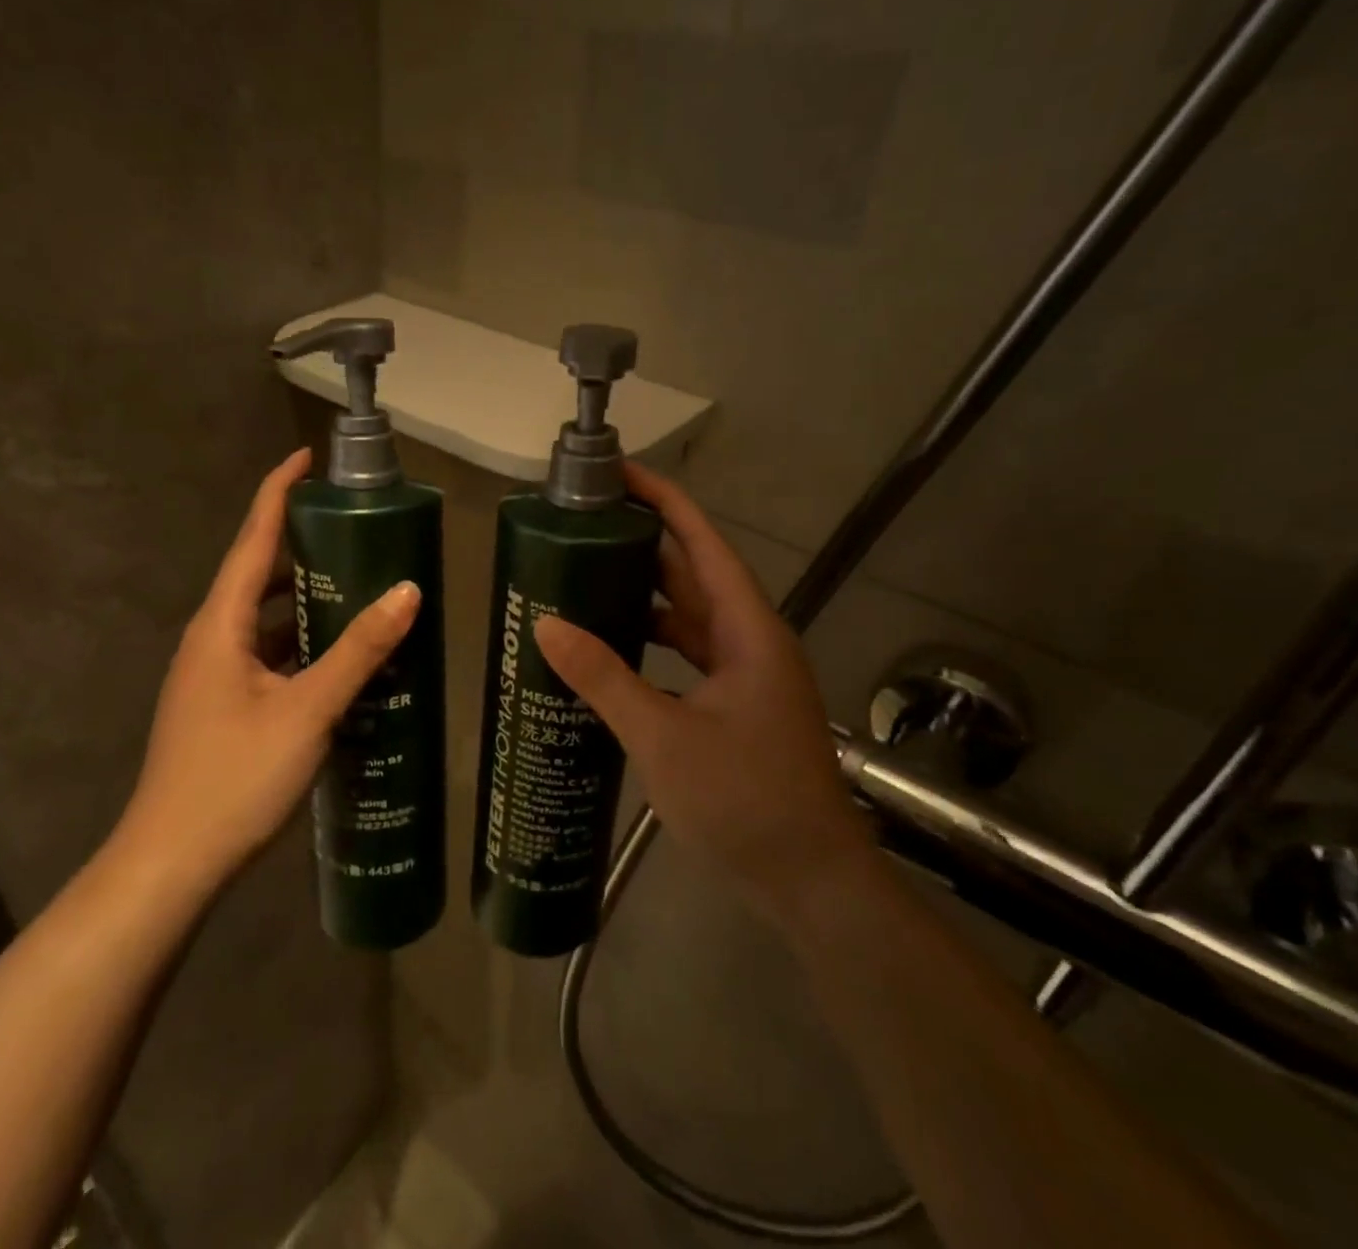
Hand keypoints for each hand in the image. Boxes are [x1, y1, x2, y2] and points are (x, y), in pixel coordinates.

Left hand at [115, 449, 420, 896]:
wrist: (170, 865)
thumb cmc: (234, 779)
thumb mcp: (307, 710)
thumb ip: (358, 650)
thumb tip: (408, 591)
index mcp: (220, 625)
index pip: (252, 539)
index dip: (279, 492)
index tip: (308, 458)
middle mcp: (211, 640)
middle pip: (258, 573)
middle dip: (302, 542)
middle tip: (357, 525)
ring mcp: (215, 675)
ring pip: (265, 617)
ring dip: (305, 596)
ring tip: (359, 581)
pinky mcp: (225, 705)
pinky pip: (269, 653)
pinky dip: (302, 640)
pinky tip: (341, 655)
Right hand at [534, 463, 876, 916]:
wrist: (810, 883)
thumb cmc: (745, 801)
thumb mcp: (663, 737)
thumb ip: (604, 679)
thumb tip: (547, 625)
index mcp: (746, 631)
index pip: (702, 544)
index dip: (664, 502)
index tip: (620, 474)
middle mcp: (749, 641)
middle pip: (692, 575)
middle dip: (642, 547)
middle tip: (581, 530)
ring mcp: (744, 676)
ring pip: (688, 618)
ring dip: (642, 598)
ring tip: (583, 582)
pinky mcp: (734, 706)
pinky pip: (686, 656)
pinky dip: (650, 645)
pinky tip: (609, 651)